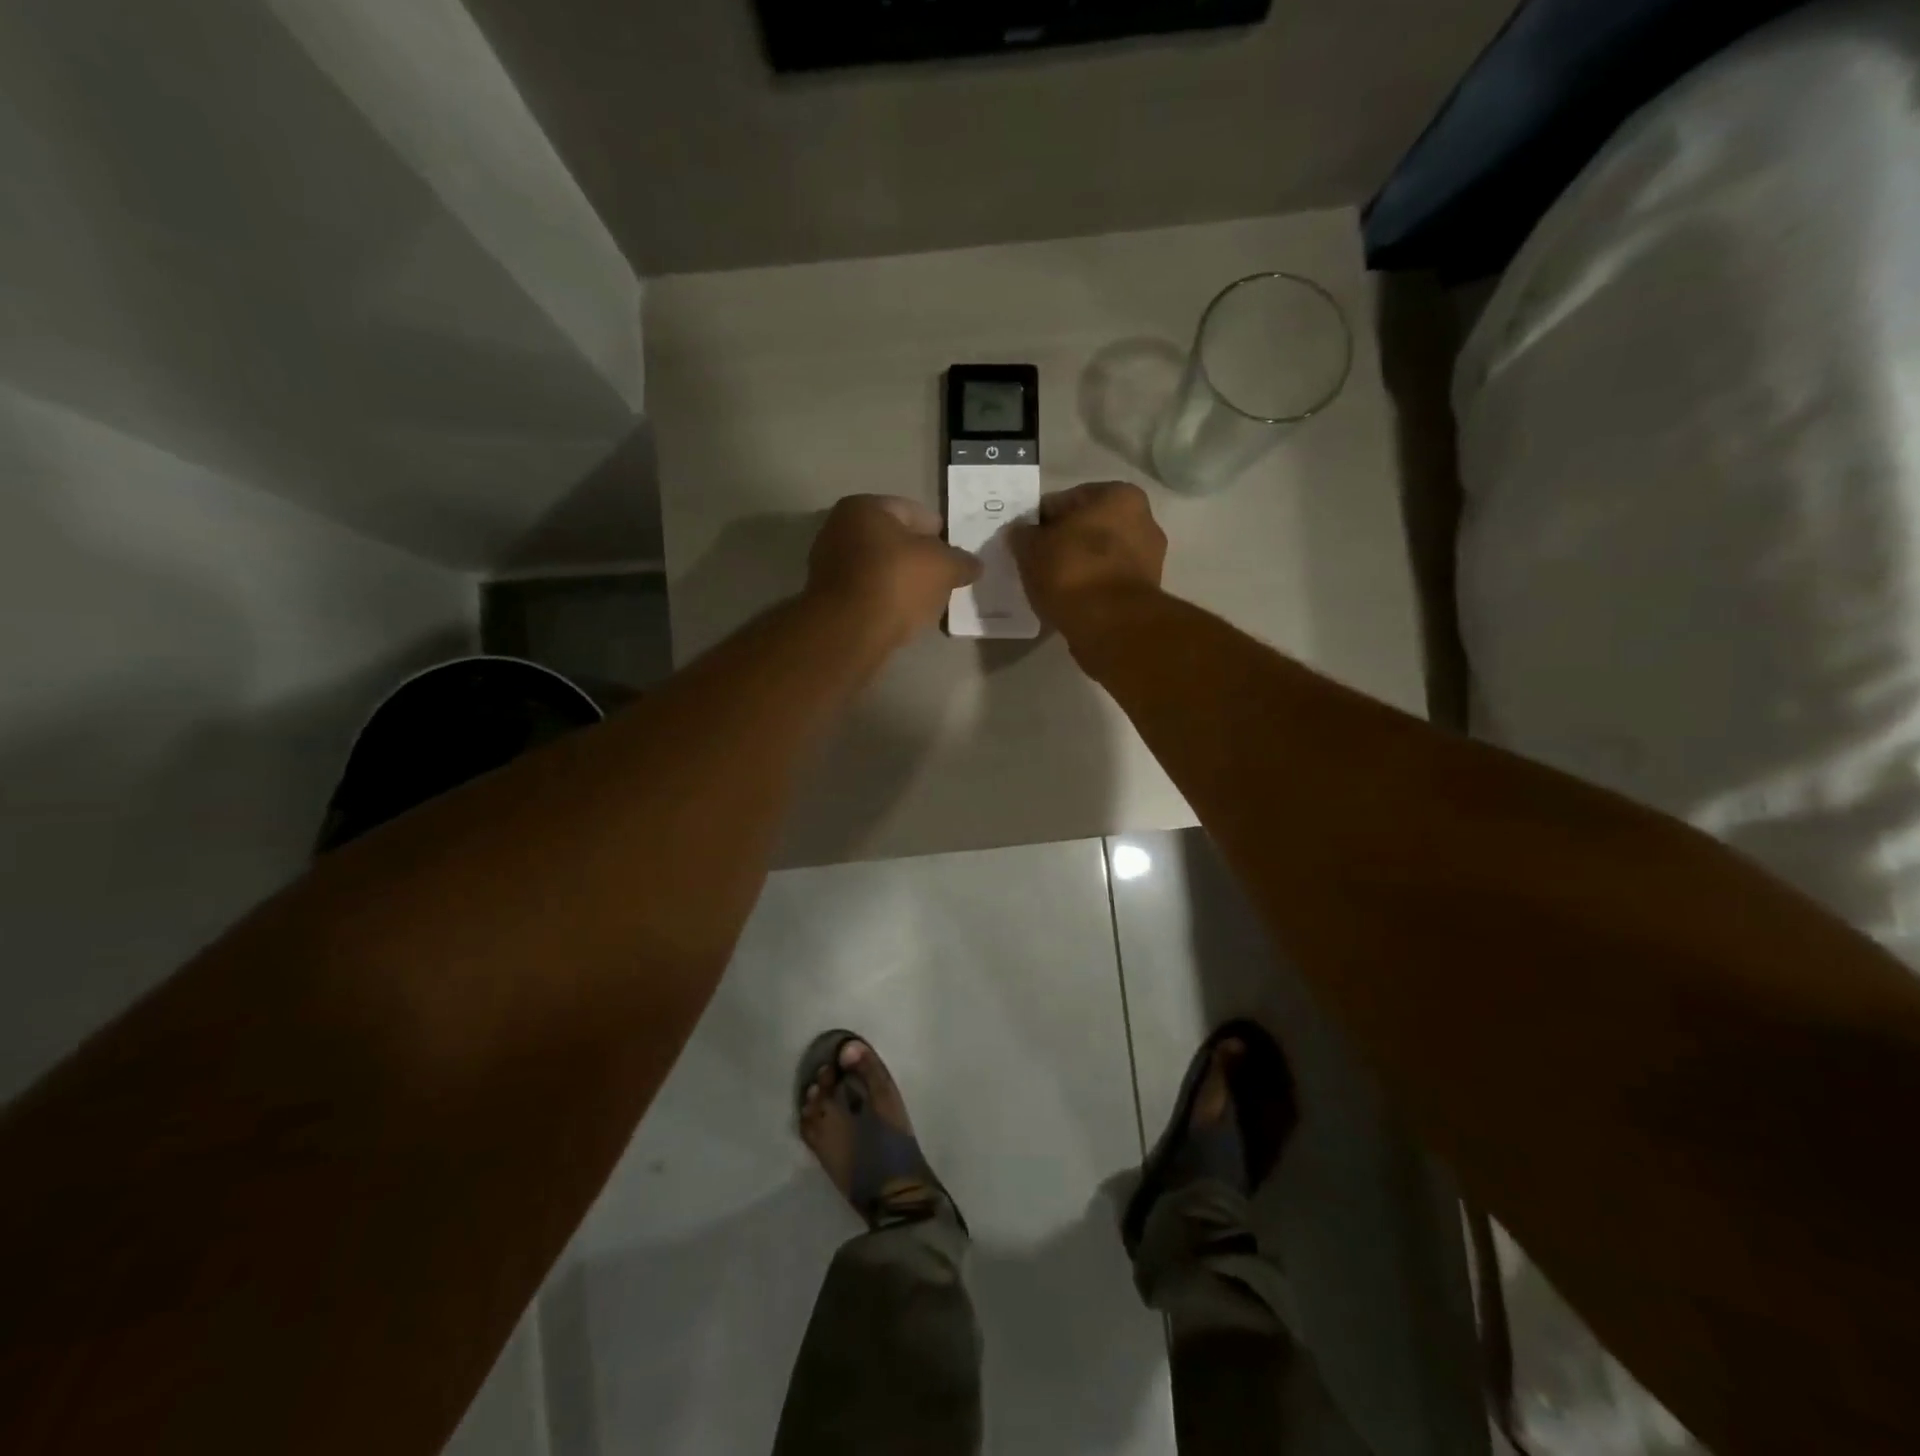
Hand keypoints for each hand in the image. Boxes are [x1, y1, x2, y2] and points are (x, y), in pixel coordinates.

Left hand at [807, 495, 980, 647]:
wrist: (849, 631)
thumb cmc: (896, 582)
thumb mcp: (943, 567)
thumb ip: (962, 562)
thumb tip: (973, 564)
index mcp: (865, 507)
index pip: (915, 512)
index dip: (941, 534)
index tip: (956, 557)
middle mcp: (840, 528)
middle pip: (894, 541)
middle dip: (919, 558)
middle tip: (944, 579)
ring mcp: (829, 564)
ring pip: (881, 567)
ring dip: (903, 581)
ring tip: (927, 600)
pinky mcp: (829, 598)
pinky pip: (868, 591)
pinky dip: (886, 599)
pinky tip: (903, 615)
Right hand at [1010, 481, 1166, 631]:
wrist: (1111, 625)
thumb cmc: (1072, 571)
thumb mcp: (1032, 548)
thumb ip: (1023, 535)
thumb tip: (1020, 533)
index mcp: (1119, 495)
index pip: (1067, 500)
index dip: (1041, 520)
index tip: (1025, 540)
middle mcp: (1143, 520)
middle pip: (1088, 529)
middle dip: (1064, 542)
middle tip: (1036, 562)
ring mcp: (1148, 559)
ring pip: (1099, 557)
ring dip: (1078, 567)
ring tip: (1050, 586)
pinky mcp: (1145, 593)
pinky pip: (1107, 583)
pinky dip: (1090, 589)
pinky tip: (1069, 601)